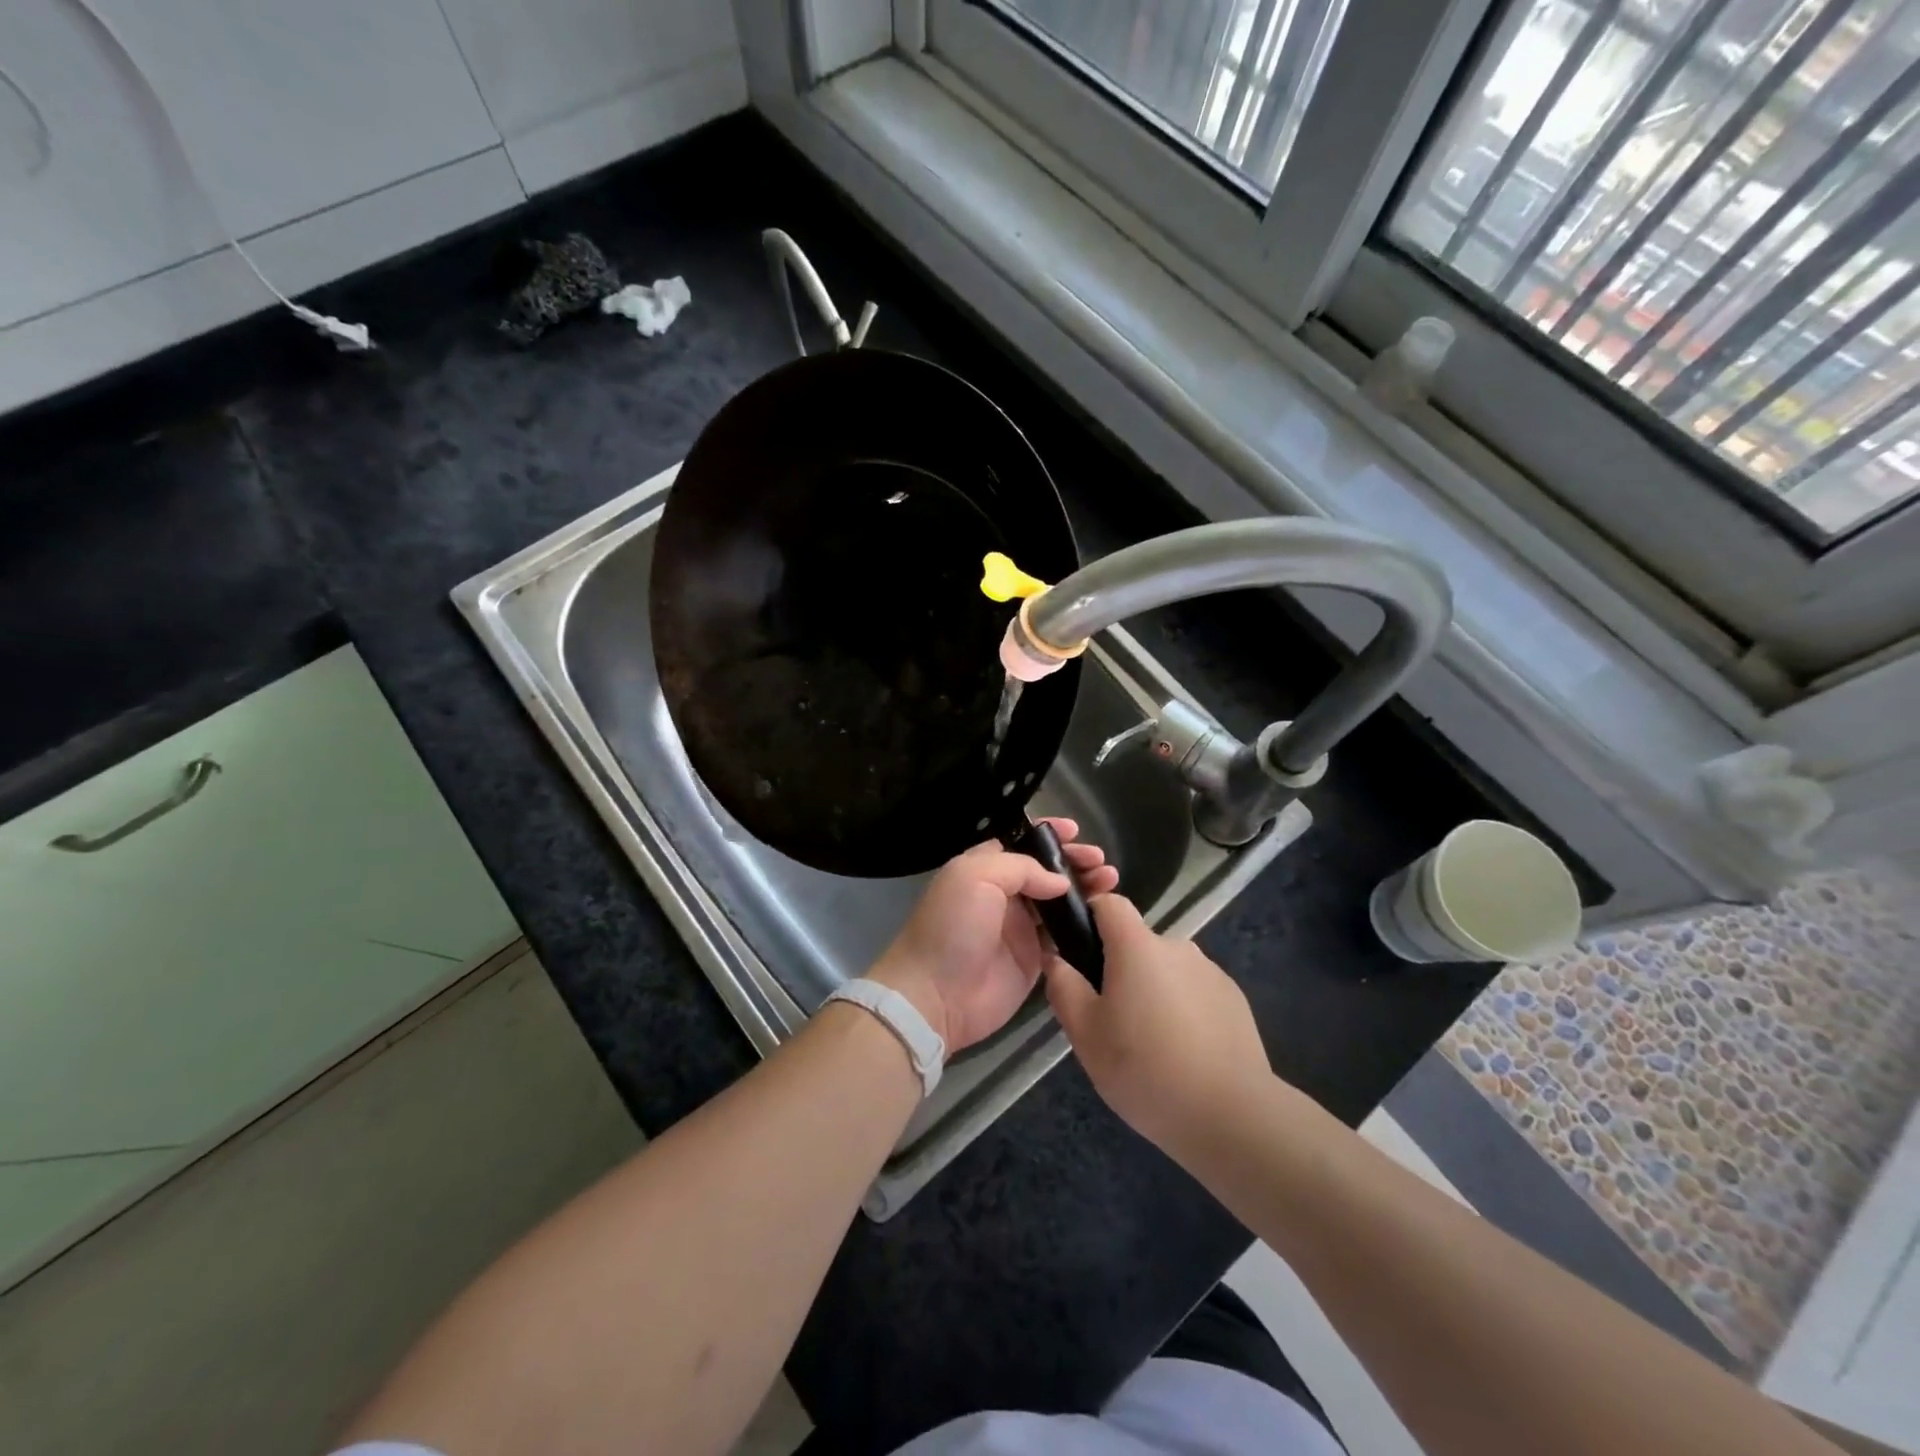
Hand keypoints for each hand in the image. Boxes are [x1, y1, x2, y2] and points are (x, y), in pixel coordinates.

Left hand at [869, 818, 1118, 1054]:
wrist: (935, 994)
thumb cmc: (952, 926)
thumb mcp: (976, 877)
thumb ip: (1021, 868)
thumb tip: (1059, 881)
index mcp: (985, 869)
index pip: (1022, 844)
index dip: (1050, 836)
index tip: (1076, 832)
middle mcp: (1004, 895)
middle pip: (1047, 871)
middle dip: (1074, 862)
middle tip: (1101, 864)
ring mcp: (1021, 928)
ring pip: (1060, 902)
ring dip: (1086, 889)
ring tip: (1111, 882)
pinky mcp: (1034, 960)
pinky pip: (1064, 937)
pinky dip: (1084, 924)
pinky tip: (1106, 916)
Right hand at [1044, 895, 1270, 1149]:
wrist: (1232, 1115)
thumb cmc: (1145, 1069)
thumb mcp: (1085, 1034)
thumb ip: (1064, 988)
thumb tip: (1056, 959)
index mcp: (1137, 946)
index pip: (1109, 903)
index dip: (1090, 917)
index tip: (1079, 953)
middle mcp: (1177, 946)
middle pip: (1138, 943)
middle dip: (1121, 971)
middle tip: (1111, 1021)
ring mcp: (1211, 972)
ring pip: (1167, 971)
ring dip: (1154, 993)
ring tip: (1150, 1046)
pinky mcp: (1235, 1000)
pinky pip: (1195, 993)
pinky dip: (1184, 1012)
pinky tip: (1184, 1055)